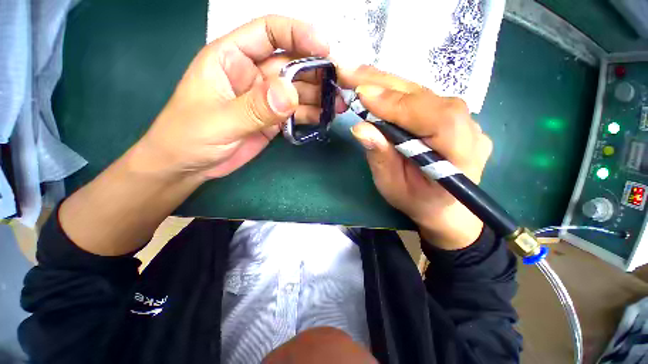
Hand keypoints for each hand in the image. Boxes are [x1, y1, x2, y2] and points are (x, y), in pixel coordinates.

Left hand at [133, 15, 330, 179]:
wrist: (189, 165)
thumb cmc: (189, 136)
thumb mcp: (219, 121)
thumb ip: (255, 108)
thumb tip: (290, 94)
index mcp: (232, 58)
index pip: (268, 32)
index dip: (298, 34)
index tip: (324, 47)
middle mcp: (253, 74)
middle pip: (292, 64)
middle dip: (317, 71)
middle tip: (340, 85)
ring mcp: (266, 99)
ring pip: (298, 90)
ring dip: (319, 96)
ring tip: (338, 105)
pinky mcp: (273, 119)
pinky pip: (296, 112)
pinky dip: (311, 114)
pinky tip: (324, 119)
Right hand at [340, 66, 492, 249]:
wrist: (444, 206)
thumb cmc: (418, 202)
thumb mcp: (393, 187)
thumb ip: (381, 157)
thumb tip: (360, 128)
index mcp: (461, 155)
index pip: (436, 117)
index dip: (397, 104)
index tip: (363, 95)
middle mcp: (468, 129)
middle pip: (426, 96)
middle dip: (384, 84)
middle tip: (350, 72)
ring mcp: (462, 119)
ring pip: (421, 92)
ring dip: (386, 84)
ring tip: (357, 76)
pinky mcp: (449, 115)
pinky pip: (420, 98)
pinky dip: (394, 92)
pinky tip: (375, 87)